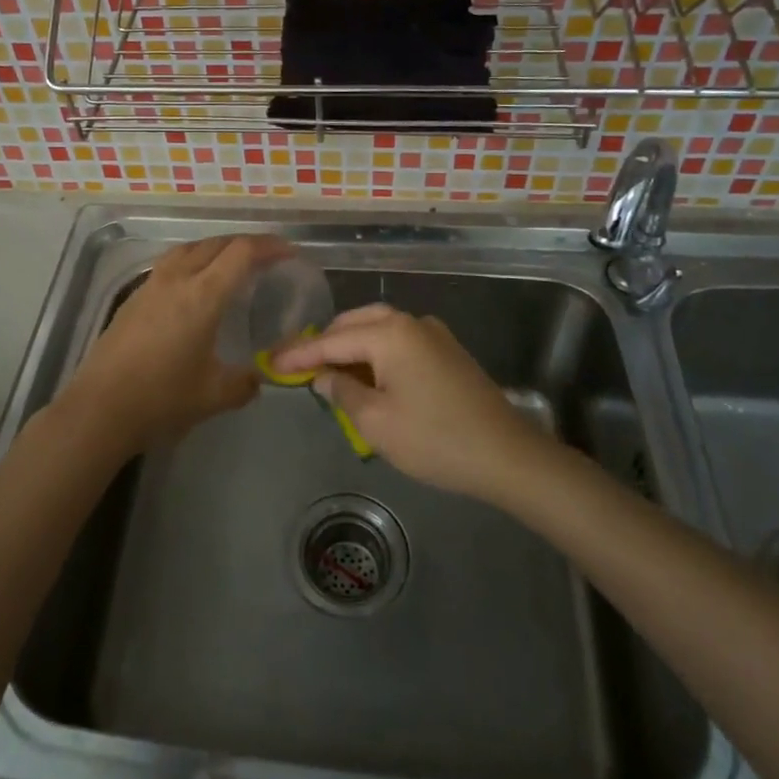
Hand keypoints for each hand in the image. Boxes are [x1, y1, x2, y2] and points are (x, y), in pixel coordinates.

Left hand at [62, 235, 288, 456]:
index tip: (289, 253)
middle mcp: (177, 279)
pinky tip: (194, 284)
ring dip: (215, 248)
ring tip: (231, 263)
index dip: (269, 247)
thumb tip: (259, 378)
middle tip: (266, 257)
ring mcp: (151, 285)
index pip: (242, 253)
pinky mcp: (133, 297)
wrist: (100, 407)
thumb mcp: (214, 395)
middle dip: (245, 243)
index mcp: (202, 295)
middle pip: (216, 243)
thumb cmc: (161, 398)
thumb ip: (245, 383)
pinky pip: (170, 263)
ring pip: (189, 248)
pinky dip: (192, 261)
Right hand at [273, 305, 545, 501]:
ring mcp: (433, 334)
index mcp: (390, 334)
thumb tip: (324, 377)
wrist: (506, 455)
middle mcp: (411, 322)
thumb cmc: (434, 439)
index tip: (272, 362)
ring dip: (351, 346)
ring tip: (327, 370)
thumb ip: (342, 393)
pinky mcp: (447, 351)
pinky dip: (375, 352)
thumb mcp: (376, 422)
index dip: (300, 354)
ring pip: (379, 328)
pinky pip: (399, 341)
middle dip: (325, 342)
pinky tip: (367, 375)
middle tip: (298, 364)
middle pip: (355, 323)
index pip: (332, 340)